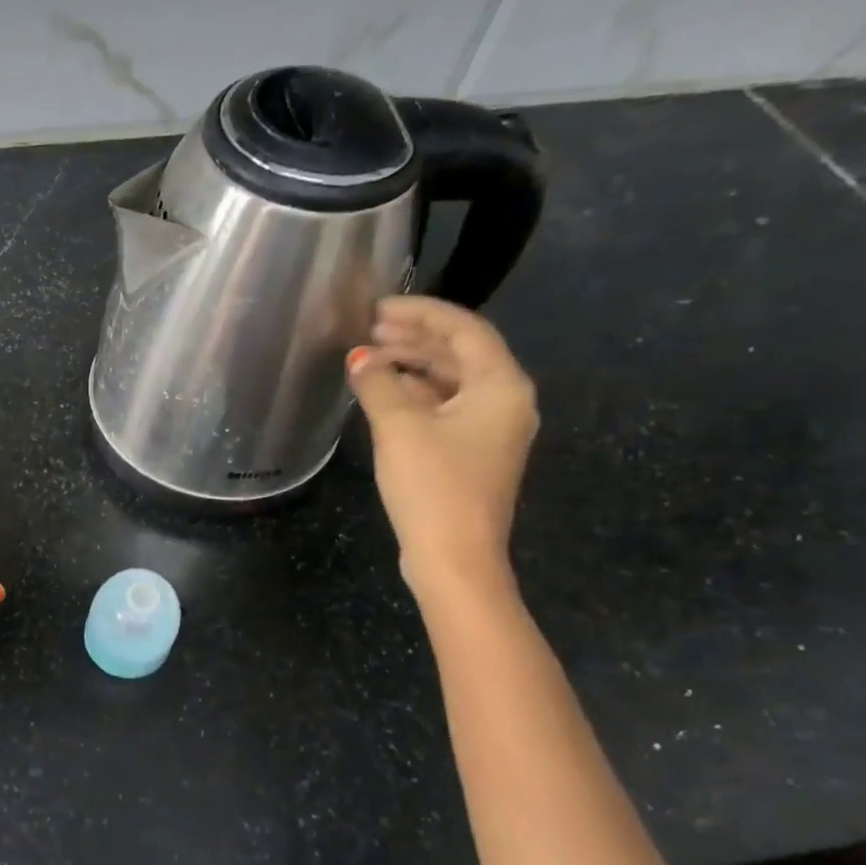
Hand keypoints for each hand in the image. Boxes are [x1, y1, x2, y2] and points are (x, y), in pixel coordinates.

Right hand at [346, 296, 537, 600]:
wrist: (455, 557)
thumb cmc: (433, 486)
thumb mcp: (399, 427)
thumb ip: (378, 383)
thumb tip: (360, 358)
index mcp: (500, 385)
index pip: (463, 329)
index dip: (421, 312)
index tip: (378, 306)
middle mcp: (505, 401)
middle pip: (459, 353)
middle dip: (413, 338)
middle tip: (366, 330)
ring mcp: (490, 430)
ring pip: (450, 381)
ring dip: (411, 366)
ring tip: (367, 358)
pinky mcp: (471, 454)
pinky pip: (444, 407)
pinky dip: (414, 394)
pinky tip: (382, 394)